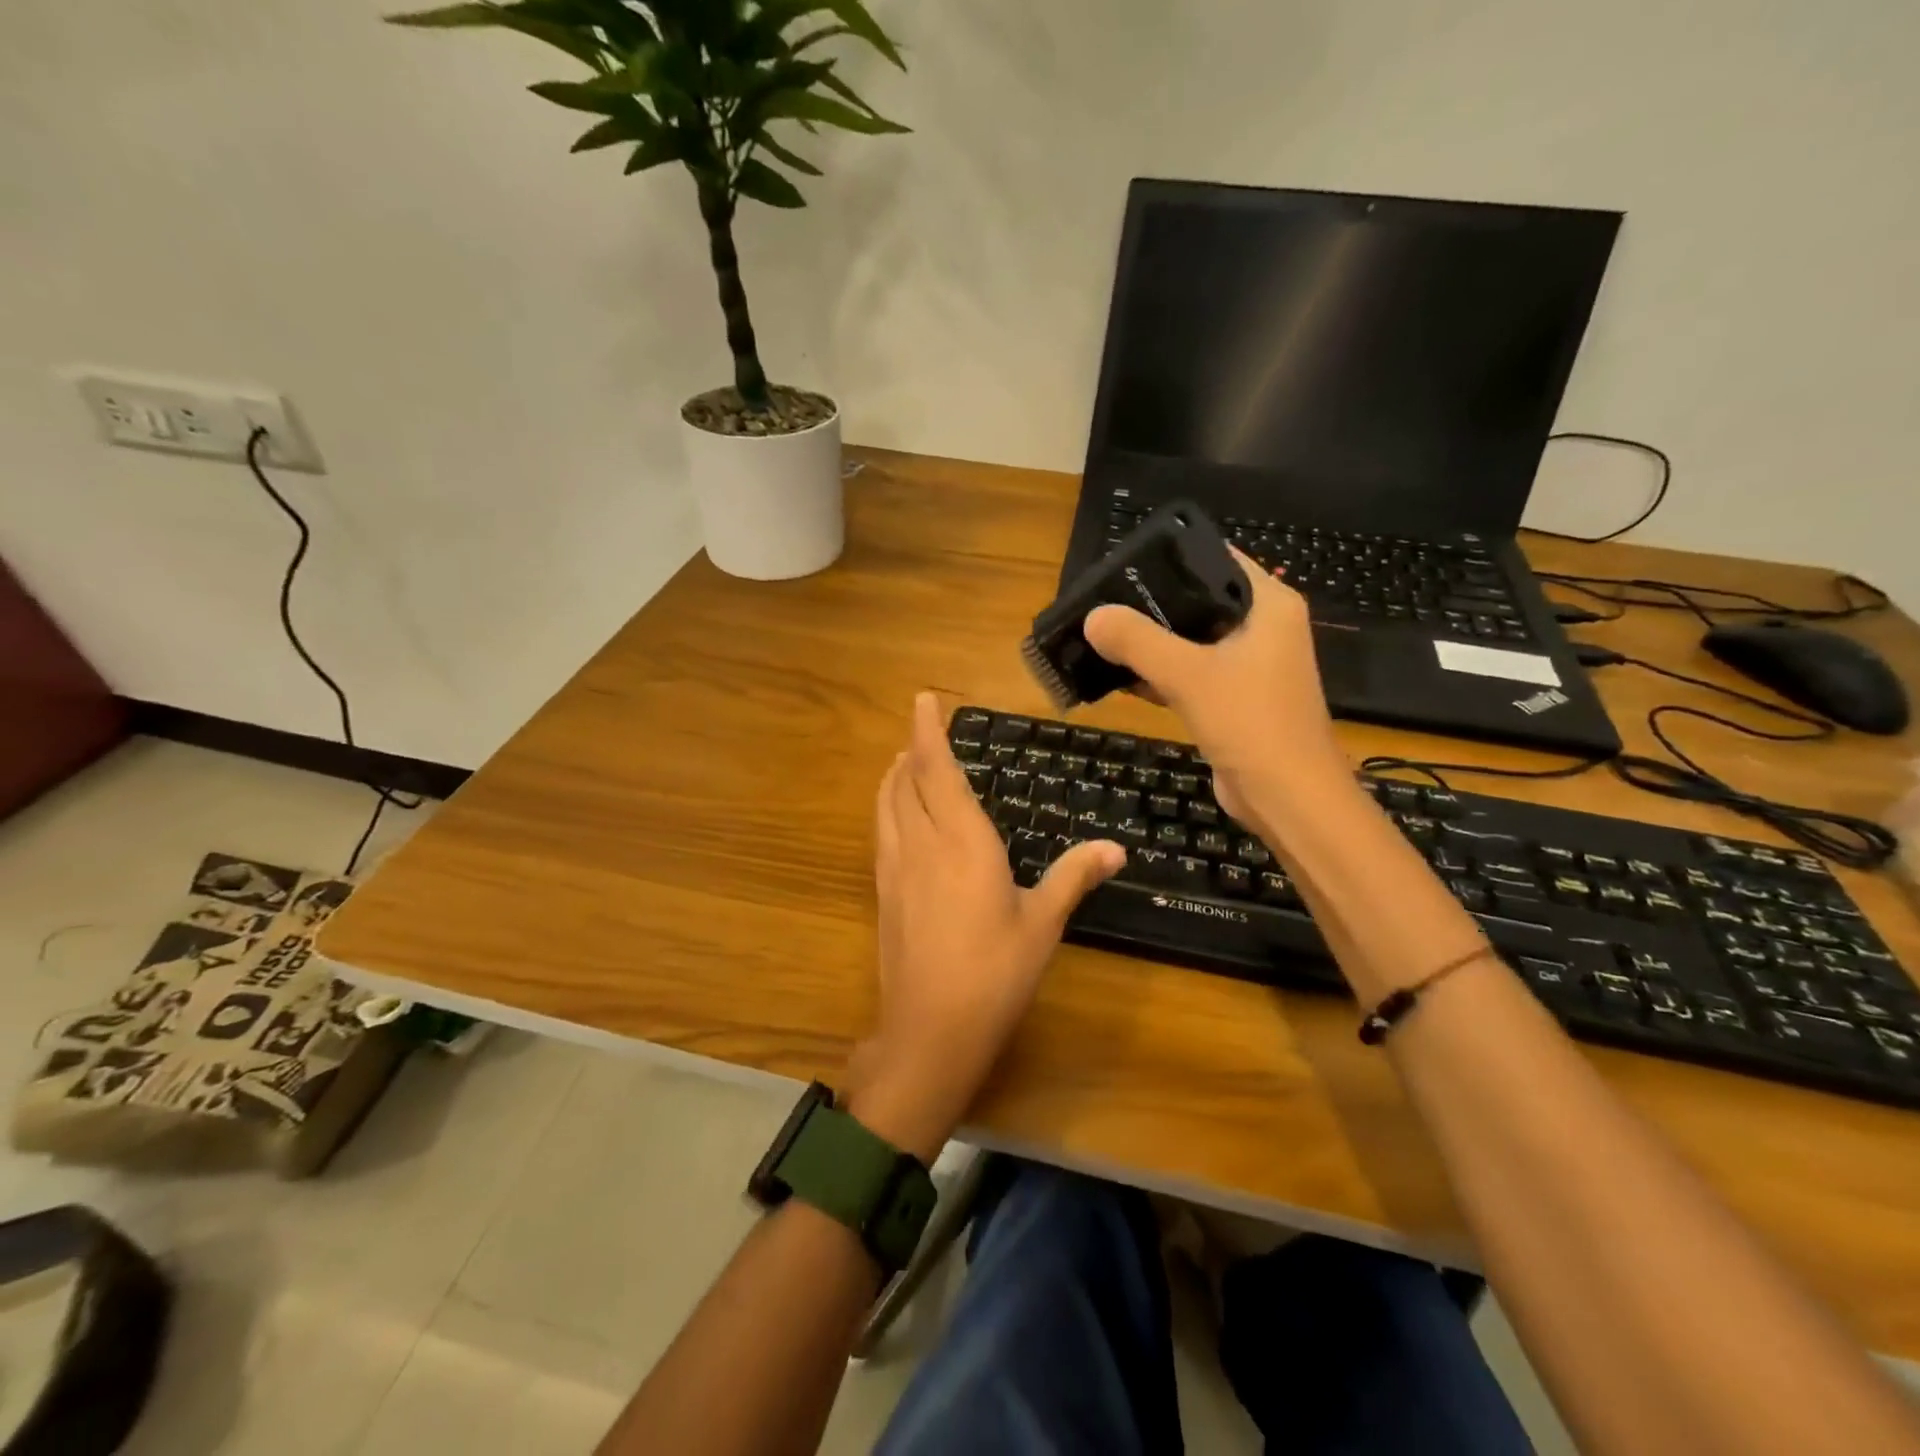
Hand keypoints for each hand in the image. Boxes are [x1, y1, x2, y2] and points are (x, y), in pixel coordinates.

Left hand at [847, 693, 1124, 1159]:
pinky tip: (898, 821)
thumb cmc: (995, 973)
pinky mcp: (883, 895)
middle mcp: (922, 844)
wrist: (930, 1030)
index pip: (937, 770)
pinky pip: (881, 834)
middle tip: (921, 732)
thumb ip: (1074, 876)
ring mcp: (895, 870)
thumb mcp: (1043, 923)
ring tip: (903, 765)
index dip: (928, 732)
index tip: (923, 699)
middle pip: (905, 782)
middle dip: (911, 751)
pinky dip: (887, 809)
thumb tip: (1116, 848)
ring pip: (886, 806)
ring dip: (892, 778)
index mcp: (962, 841)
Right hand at [1082, 549, 1346, 826]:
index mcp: (1268, 604)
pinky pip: (1188, 673)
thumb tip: (1092, 616)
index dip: (1168, 557)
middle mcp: (1261, 627)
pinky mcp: (1231, 698)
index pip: (1214, 558)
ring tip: (1098, 633)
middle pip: (1196, 600)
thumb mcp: (1190, 675)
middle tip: (1098, 601)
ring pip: (1189, 640)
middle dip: (1148, 603)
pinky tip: (1115, 675)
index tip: (1120, 564)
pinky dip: (1156, 673)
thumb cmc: (1251, 724)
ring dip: (1148, 642)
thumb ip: (1139, 641)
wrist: (1288, 799)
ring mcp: (1246, 665)